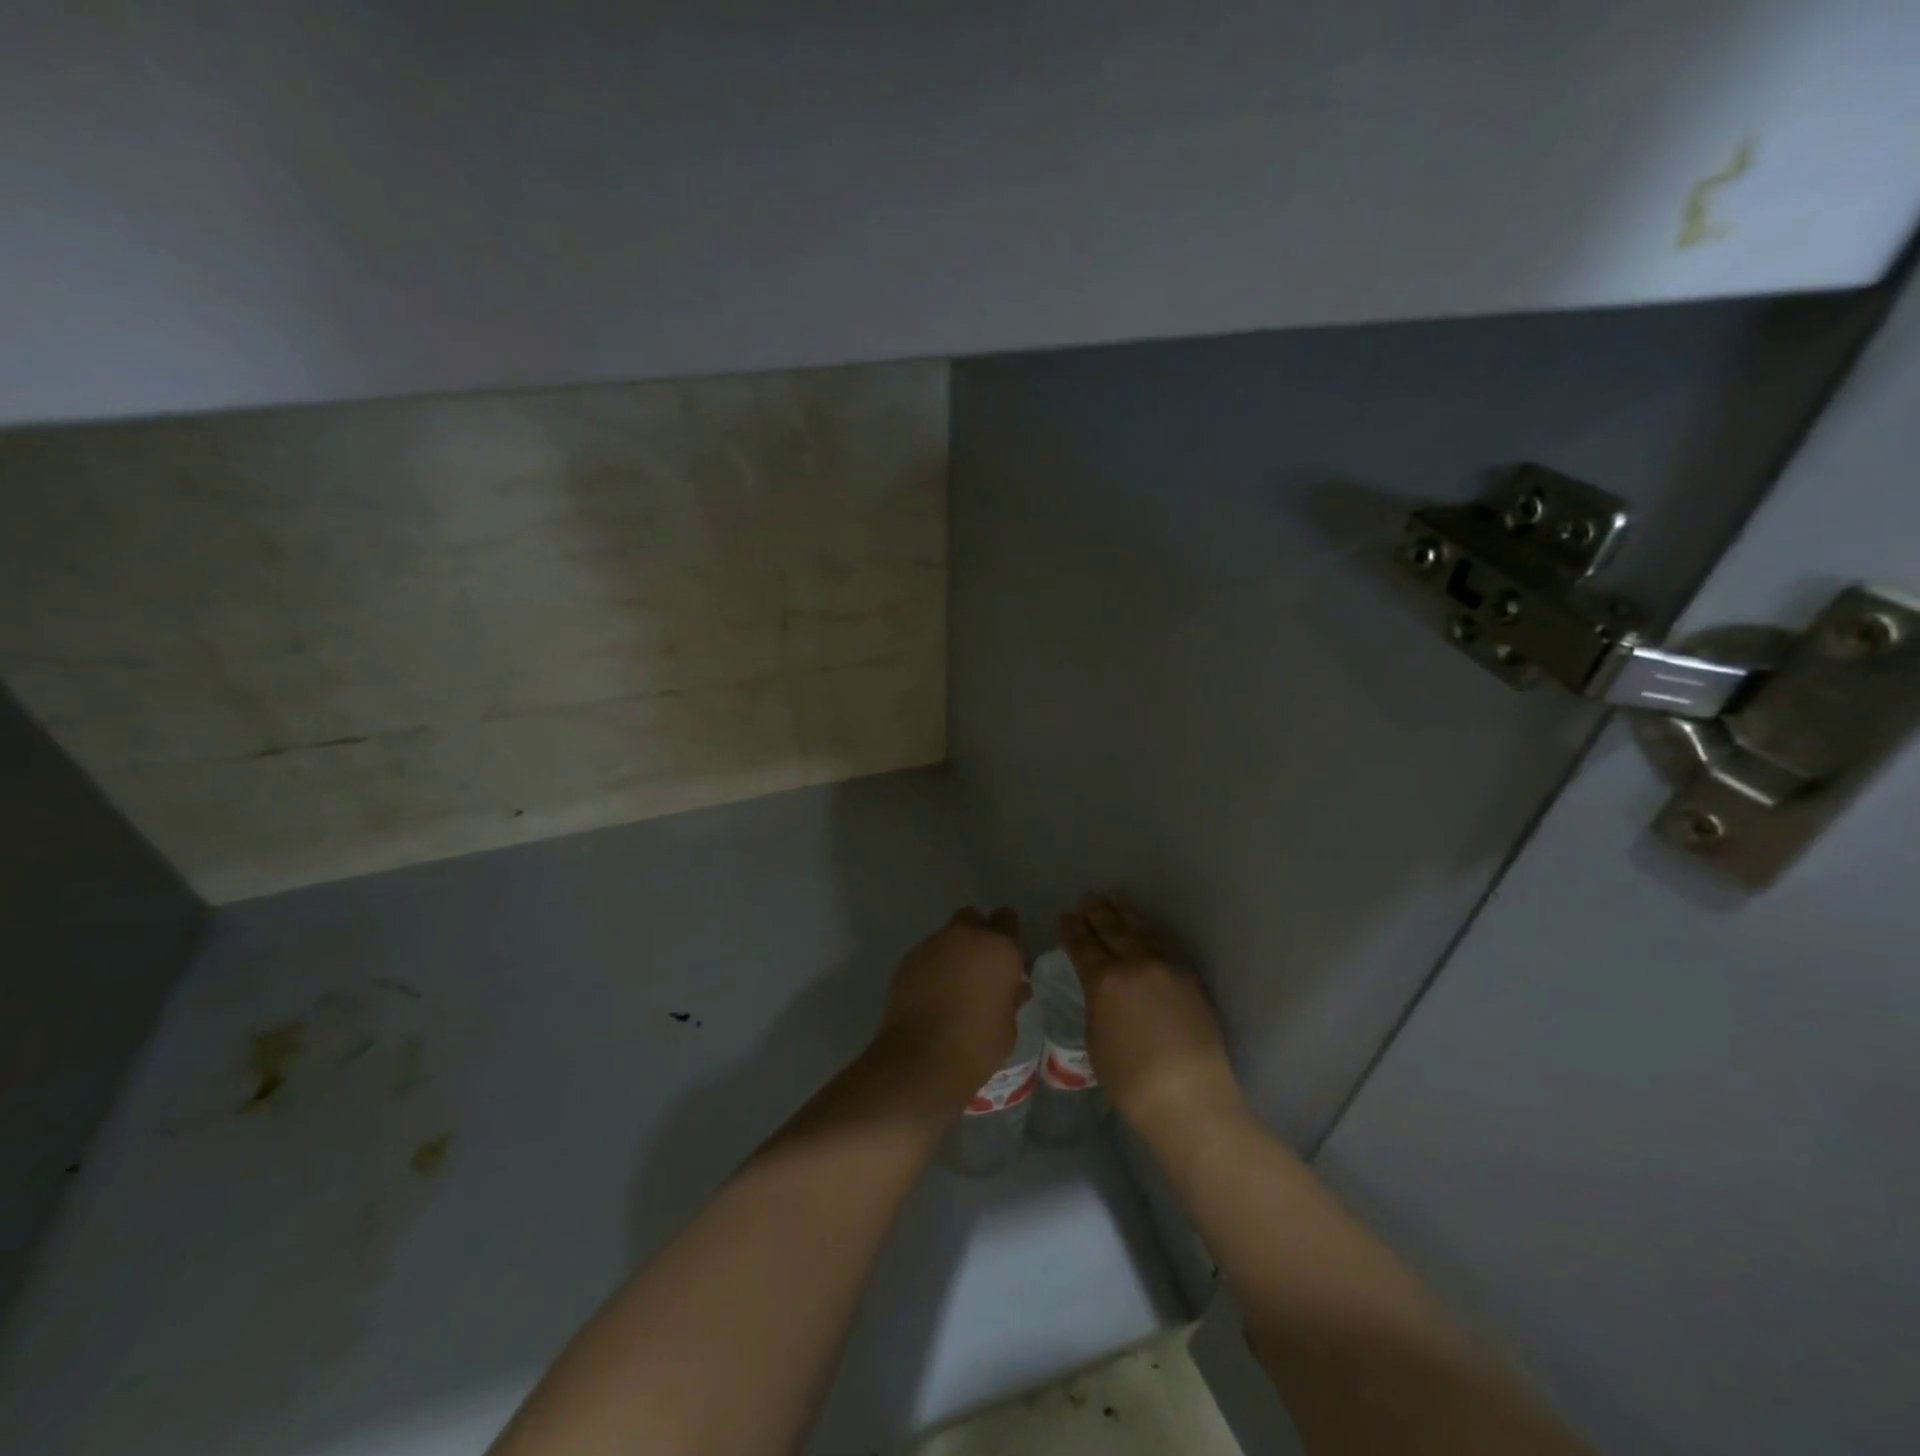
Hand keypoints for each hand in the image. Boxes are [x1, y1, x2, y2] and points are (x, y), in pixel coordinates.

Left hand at [876, 908, 1028, 1108]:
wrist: (921, 1060)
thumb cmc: (977, 1045)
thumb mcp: (1008, 1026)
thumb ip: (1010, 997)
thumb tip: (1012, 988)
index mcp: (999, 947)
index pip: (1007, 919)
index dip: (1007, 936)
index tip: (1006, 959)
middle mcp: (965, 936)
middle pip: (972, 918)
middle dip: (976, 935)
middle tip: (978, 968)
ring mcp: (933, 944)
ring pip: (946, 937)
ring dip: (952, 953)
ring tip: (951, 987)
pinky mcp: (907, 959)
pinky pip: (926, 955)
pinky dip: (931, 968)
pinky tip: (930, 996)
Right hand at [1061, 895, 1244, 1136]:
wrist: (1188, 1095)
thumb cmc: (1130, 1078)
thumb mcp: (1095, 1037)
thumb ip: (1096, 1003)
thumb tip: (1101, 988)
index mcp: (1104, 980)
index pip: (1082, 946)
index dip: (1072, 930)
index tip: (1065, 917)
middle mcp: (1134, 963)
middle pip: (1111, 929)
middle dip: (1096, 913)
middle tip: (1086, 899)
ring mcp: (1165, 966)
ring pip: (1140, 929)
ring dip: (1124, 913)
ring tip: (1114, 898)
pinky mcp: (1188, 976)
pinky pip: (1164, 942)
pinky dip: (1150, 929)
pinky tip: (1144, 926)